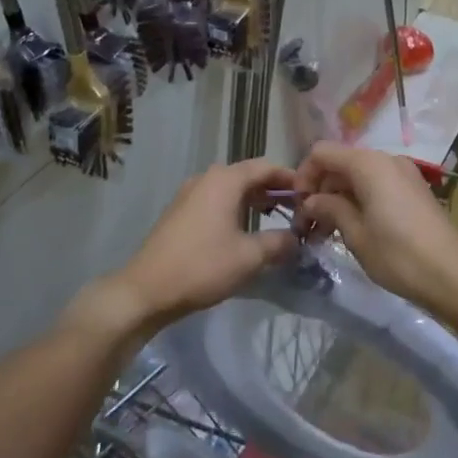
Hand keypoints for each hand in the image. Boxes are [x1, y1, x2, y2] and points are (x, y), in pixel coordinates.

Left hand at [64, 159, 297, 350]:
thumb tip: (297, 238)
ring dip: (254, 200)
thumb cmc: (202, 266)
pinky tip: (245, 230)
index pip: (266, 167)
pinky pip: (216, 201)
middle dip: (274, 189)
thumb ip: (279, 243)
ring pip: (231, 189)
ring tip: (276, 219)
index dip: (290, 178)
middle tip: (297, 208)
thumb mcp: (249, 257)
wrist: (146, 289)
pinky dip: (236, 208)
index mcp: (225, 180)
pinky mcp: (180, 212)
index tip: (310, 195)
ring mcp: (190, 194)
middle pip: (248, 175)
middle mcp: (207, 179)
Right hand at [292, 143, 457, 313]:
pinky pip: (377, 184)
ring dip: (339, 197)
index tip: (298, 207)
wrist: (453, 275)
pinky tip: (354, 229)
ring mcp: (404, 173)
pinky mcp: (414, 190)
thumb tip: (311, 201)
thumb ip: (329, 208)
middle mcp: (386, 159)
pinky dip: (360, 200)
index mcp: (368, 164)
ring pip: (358, 175)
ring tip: (328, 232)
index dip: (304, 175)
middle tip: (309, 225)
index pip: (322, 153)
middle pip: (341, 162)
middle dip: (320, 189)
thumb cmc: (398, 254)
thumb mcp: (355, 234)